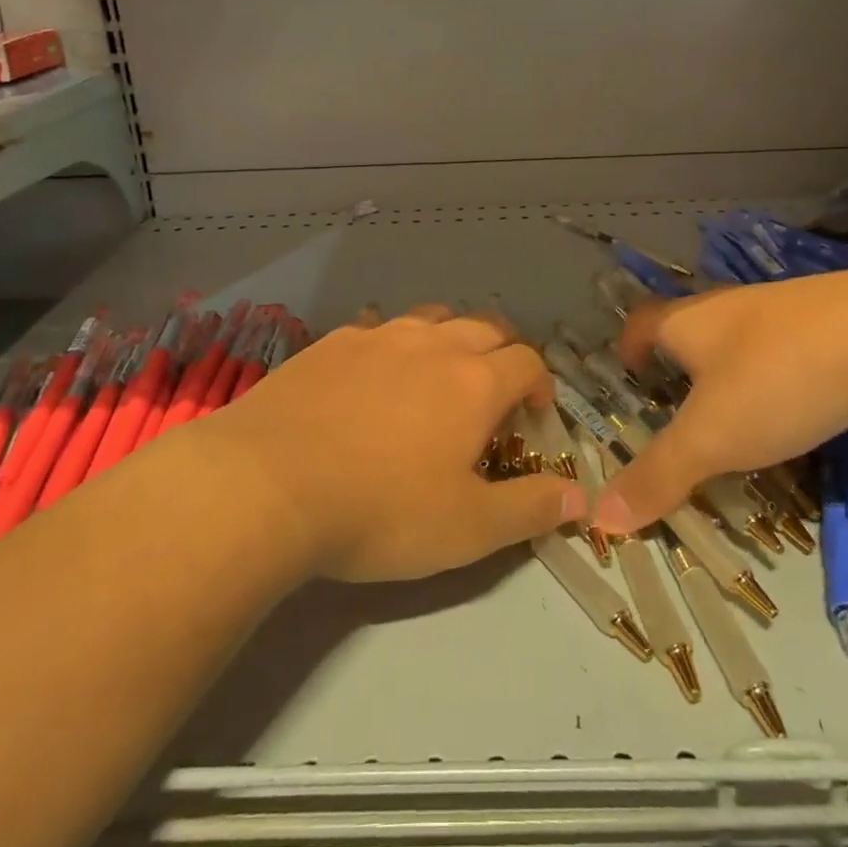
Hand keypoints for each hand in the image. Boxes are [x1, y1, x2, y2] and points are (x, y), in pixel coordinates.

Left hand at [210, 308, 585, 582]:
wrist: (267, 483)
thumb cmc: (380, 510)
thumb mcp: (467, 528)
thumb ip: (530, 508)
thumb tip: (580, 495)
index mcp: (474, 381)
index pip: (527, 362)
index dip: (541, 385)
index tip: (535, 414)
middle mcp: (431, 344)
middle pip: (484, 327)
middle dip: (502, 352)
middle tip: (495, 389)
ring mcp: (376, 336)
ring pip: (430, 318)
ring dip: (449, 338)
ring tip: (439, 373)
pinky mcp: (330, 342)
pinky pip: (376, 328)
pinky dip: (392, 343)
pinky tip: (374, 373)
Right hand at [593, 272, 847, 532]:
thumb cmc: (778, 379)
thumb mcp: (712, 437)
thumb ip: (658, 475)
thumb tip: (599, 517)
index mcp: (688, 322)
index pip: (641, 323)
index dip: (629, 348)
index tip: (631, 378)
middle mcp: (728, 307)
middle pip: (690, 332)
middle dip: (681, 369)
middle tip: (682, 414)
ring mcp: (784, 310)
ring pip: (742, 344)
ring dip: (733, 377)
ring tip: (740, 423)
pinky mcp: (833, 323)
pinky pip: (787, 353)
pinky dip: (780, 380)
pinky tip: (800, 411)